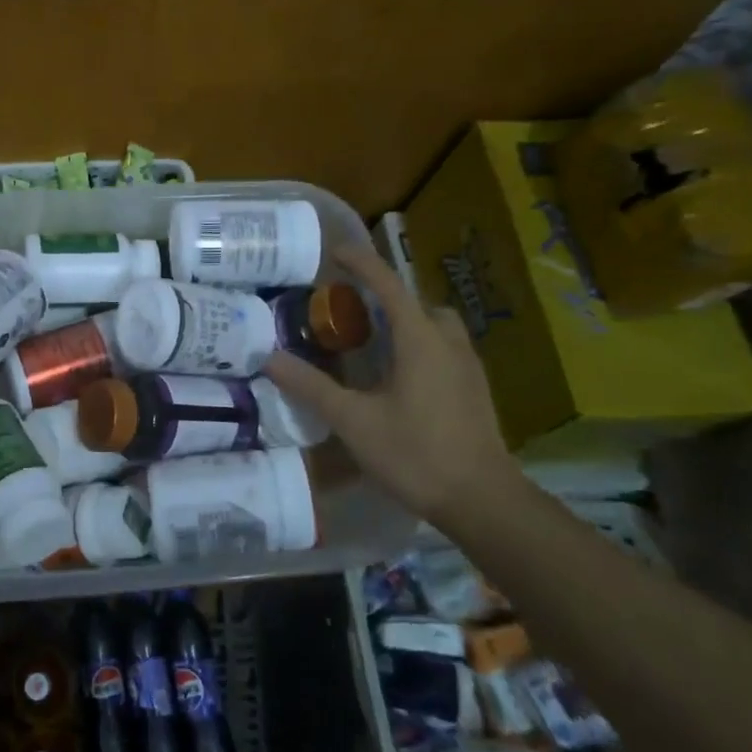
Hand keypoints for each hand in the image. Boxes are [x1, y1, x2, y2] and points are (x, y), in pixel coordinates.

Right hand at [265, 243, 518, 524]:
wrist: (482, 500)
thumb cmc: (415, 454)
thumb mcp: (353, 421)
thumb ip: (311, 386)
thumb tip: (270, 358)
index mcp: (420, 340)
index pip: (389, 286)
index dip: (362, 263)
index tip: (336, 251)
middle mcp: (448, 343)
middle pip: (417, 303)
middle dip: (386, 296)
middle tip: (352, 309)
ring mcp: (467, 367)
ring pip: (436, 326)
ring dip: (406, 321)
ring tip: (373, 342)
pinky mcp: (474, 390)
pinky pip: (444, 348)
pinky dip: (419, 345)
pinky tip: (398, 377)